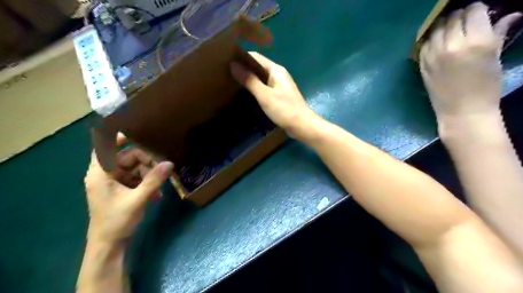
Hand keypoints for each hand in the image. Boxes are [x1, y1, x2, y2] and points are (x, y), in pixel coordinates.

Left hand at [84, 135, 172, 244]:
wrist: (109, 245)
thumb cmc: (117, 221)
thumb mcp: (138, 199)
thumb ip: (154, 180)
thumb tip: (169, 163)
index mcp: (101, 174)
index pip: (104, 147)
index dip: (117, 138)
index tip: (137, 133)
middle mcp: (105, 175)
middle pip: (127, 158)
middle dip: (146, 163)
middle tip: (161, 170)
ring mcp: (113, 184)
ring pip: (134, 169)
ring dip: (149, 176)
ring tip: (160, 188)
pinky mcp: (120, 191)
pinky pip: (135, 180)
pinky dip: (146, 184)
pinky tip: (156, 195)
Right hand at [229, 52, 318, 138]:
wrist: (302, 125)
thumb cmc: (284, 109)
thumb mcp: (265, 95)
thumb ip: (249, 80)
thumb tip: (233, 65)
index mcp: (276, 70)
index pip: (255, 57)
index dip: (241, 57)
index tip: (225, 61)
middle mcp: (278, 74)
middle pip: (258, 67)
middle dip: (244, 68)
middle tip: (226, 73)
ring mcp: (279, 85)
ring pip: (261, 78)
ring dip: (249, 78)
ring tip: (232, 81)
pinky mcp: (279, 95)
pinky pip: (264, 87)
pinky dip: (255, 87)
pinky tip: (246, 93)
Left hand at [420, 2, 517, 121]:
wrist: (461, 112)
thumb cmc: (485, 87)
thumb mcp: (495, 58)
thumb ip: (498, 34)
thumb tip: (510, 15)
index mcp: (476, 41)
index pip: (473, 10)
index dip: (477, 9)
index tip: (479, 14)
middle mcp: (451, 45)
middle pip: (452, 18)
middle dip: (460, 16)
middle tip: (465, 23)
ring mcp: (433, 55)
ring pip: (435, 29)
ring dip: (443, 26)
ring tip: (450, 31)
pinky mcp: (422, 65)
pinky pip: (424, 44)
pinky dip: (431, 40)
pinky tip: (438, 43)